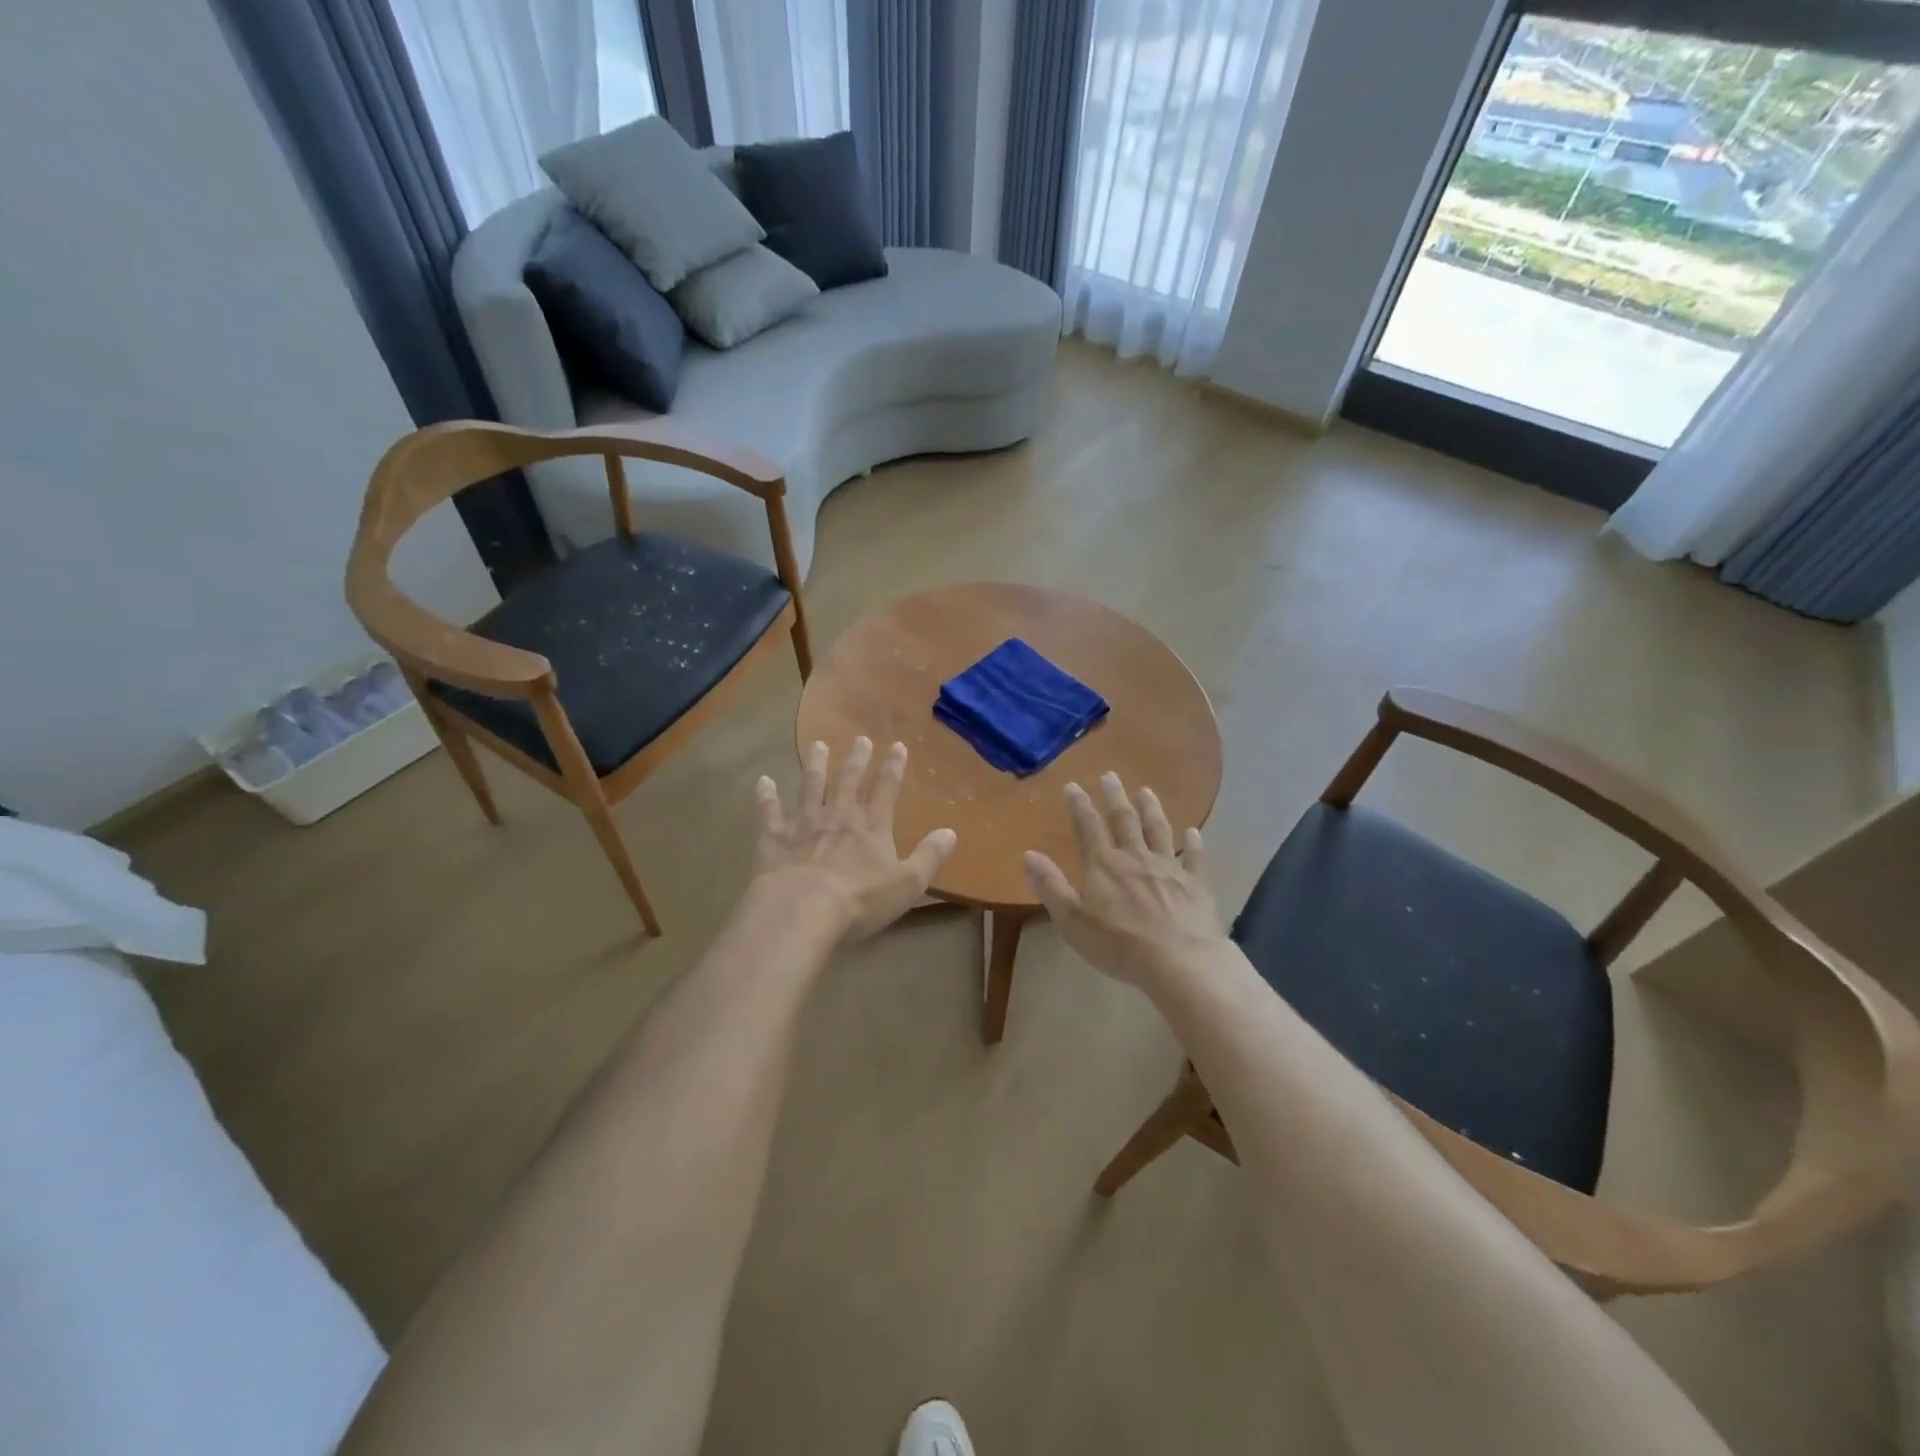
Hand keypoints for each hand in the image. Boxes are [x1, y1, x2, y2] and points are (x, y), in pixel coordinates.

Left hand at [754, 738, 956, 941]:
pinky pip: (769, 813)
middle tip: (860, 739)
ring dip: (815, 765)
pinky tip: (764, 781)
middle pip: (848, 781)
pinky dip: (766, 797)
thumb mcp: (907, 883)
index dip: (893, 767)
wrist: (801, 911)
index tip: (897, 745)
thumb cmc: (860, 901)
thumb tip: (951, 832)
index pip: (886, 789)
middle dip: (856, 759)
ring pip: (811, 786)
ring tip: (817, 745)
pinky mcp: (775, 839)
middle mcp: (838, 817)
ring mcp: (804, 825)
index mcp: (871, 827)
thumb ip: (930, 857)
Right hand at [1023, 773, 1225, 988]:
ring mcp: (1168, 868)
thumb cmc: (1119, 945)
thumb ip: (1050, 886)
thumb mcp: (1072, 920)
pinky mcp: (1194, 884)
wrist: (1179, 961)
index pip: (1088, 827)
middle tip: (1111, 775)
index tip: (1074, 785)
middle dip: (1115, 797)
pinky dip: (1193, 843)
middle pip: (1124, 820)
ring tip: (1146, 791)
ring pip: (1158, 830)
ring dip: (1151, 809)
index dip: (1079, 805)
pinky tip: (1193, 832)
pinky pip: (1193, 857)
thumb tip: (1028, 854)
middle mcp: (1135, 857)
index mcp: (1104, 865)